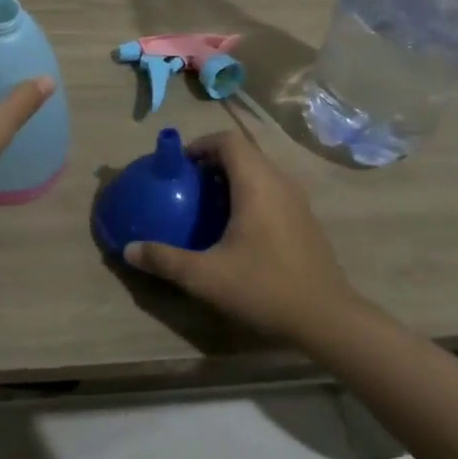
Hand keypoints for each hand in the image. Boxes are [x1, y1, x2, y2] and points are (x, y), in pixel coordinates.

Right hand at [122, 130, 358, 342]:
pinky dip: (249, 190)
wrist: (328, 319)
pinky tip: (236, 226)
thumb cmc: (265, 288)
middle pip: (243, 151)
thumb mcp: (206, 277)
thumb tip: (129, 249)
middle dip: (213, 159)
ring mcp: (296, 198)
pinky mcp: (304, 217)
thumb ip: (165, 260)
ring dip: (232, 175)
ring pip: (259, 169)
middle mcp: (278, 181)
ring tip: (207, 202)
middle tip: (188, 183)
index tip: (179, 165)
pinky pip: (271, 187)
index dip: (200, 144)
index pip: (227, 140)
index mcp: (256, 183)